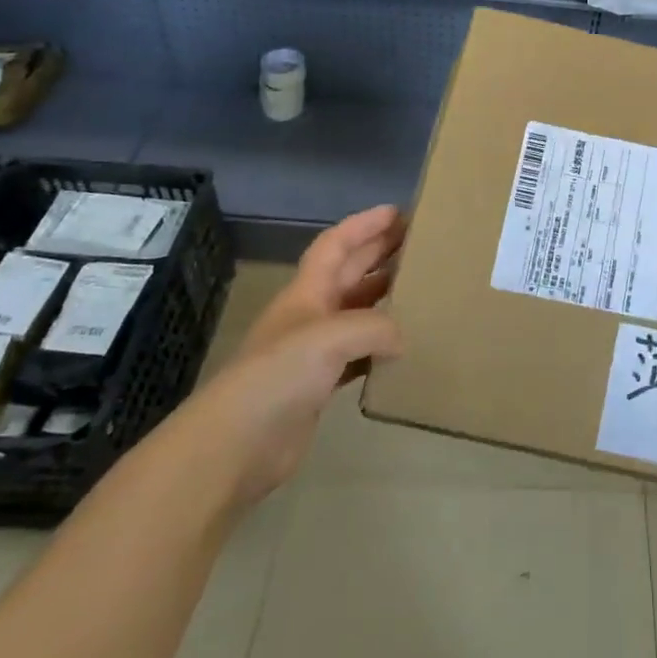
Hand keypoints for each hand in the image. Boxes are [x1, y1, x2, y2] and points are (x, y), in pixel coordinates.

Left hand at [195, 206, 407, 503]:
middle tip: (420, 243)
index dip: (363, 225)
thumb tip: (402, 339)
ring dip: (384, 298)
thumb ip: (375, 327)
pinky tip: (403, 350)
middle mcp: (310, 315)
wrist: (235, 445)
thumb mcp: (329, 337)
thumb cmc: (278, 376)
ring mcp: (312, 352)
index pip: (336, 245)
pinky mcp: (318, 387)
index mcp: (307, 292)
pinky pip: (358, 355)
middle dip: (380, 253)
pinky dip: (380, 347)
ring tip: (421, 290)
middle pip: (349, 273)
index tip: (398, 212)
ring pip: (356, 312)